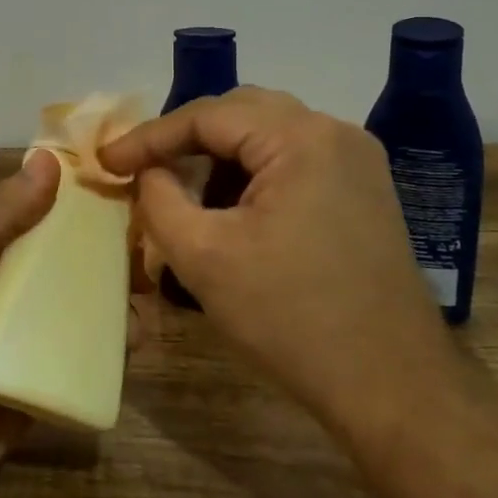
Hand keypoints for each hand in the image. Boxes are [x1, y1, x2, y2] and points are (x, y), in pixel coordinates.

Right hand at [101, 87, 452, 430]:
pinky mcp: (364, 190)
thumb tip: (147, 172)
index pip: (207, 115)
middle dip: (185, 139)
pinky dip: (253, 174)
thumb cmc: (289, 317)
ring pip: (267, 134)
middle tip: (143, 170)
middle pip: (240, 113)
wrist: (390, 385)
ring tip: (184, 194)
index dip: (149, 136)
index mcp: (300, 138)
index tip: (106, 161)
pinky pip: (294, 160)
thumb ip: (158, 198)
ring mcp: (357, 160)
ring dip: (219, 157)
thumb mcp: (202, 256)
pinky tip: (232, 211)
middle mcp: (335, 132)